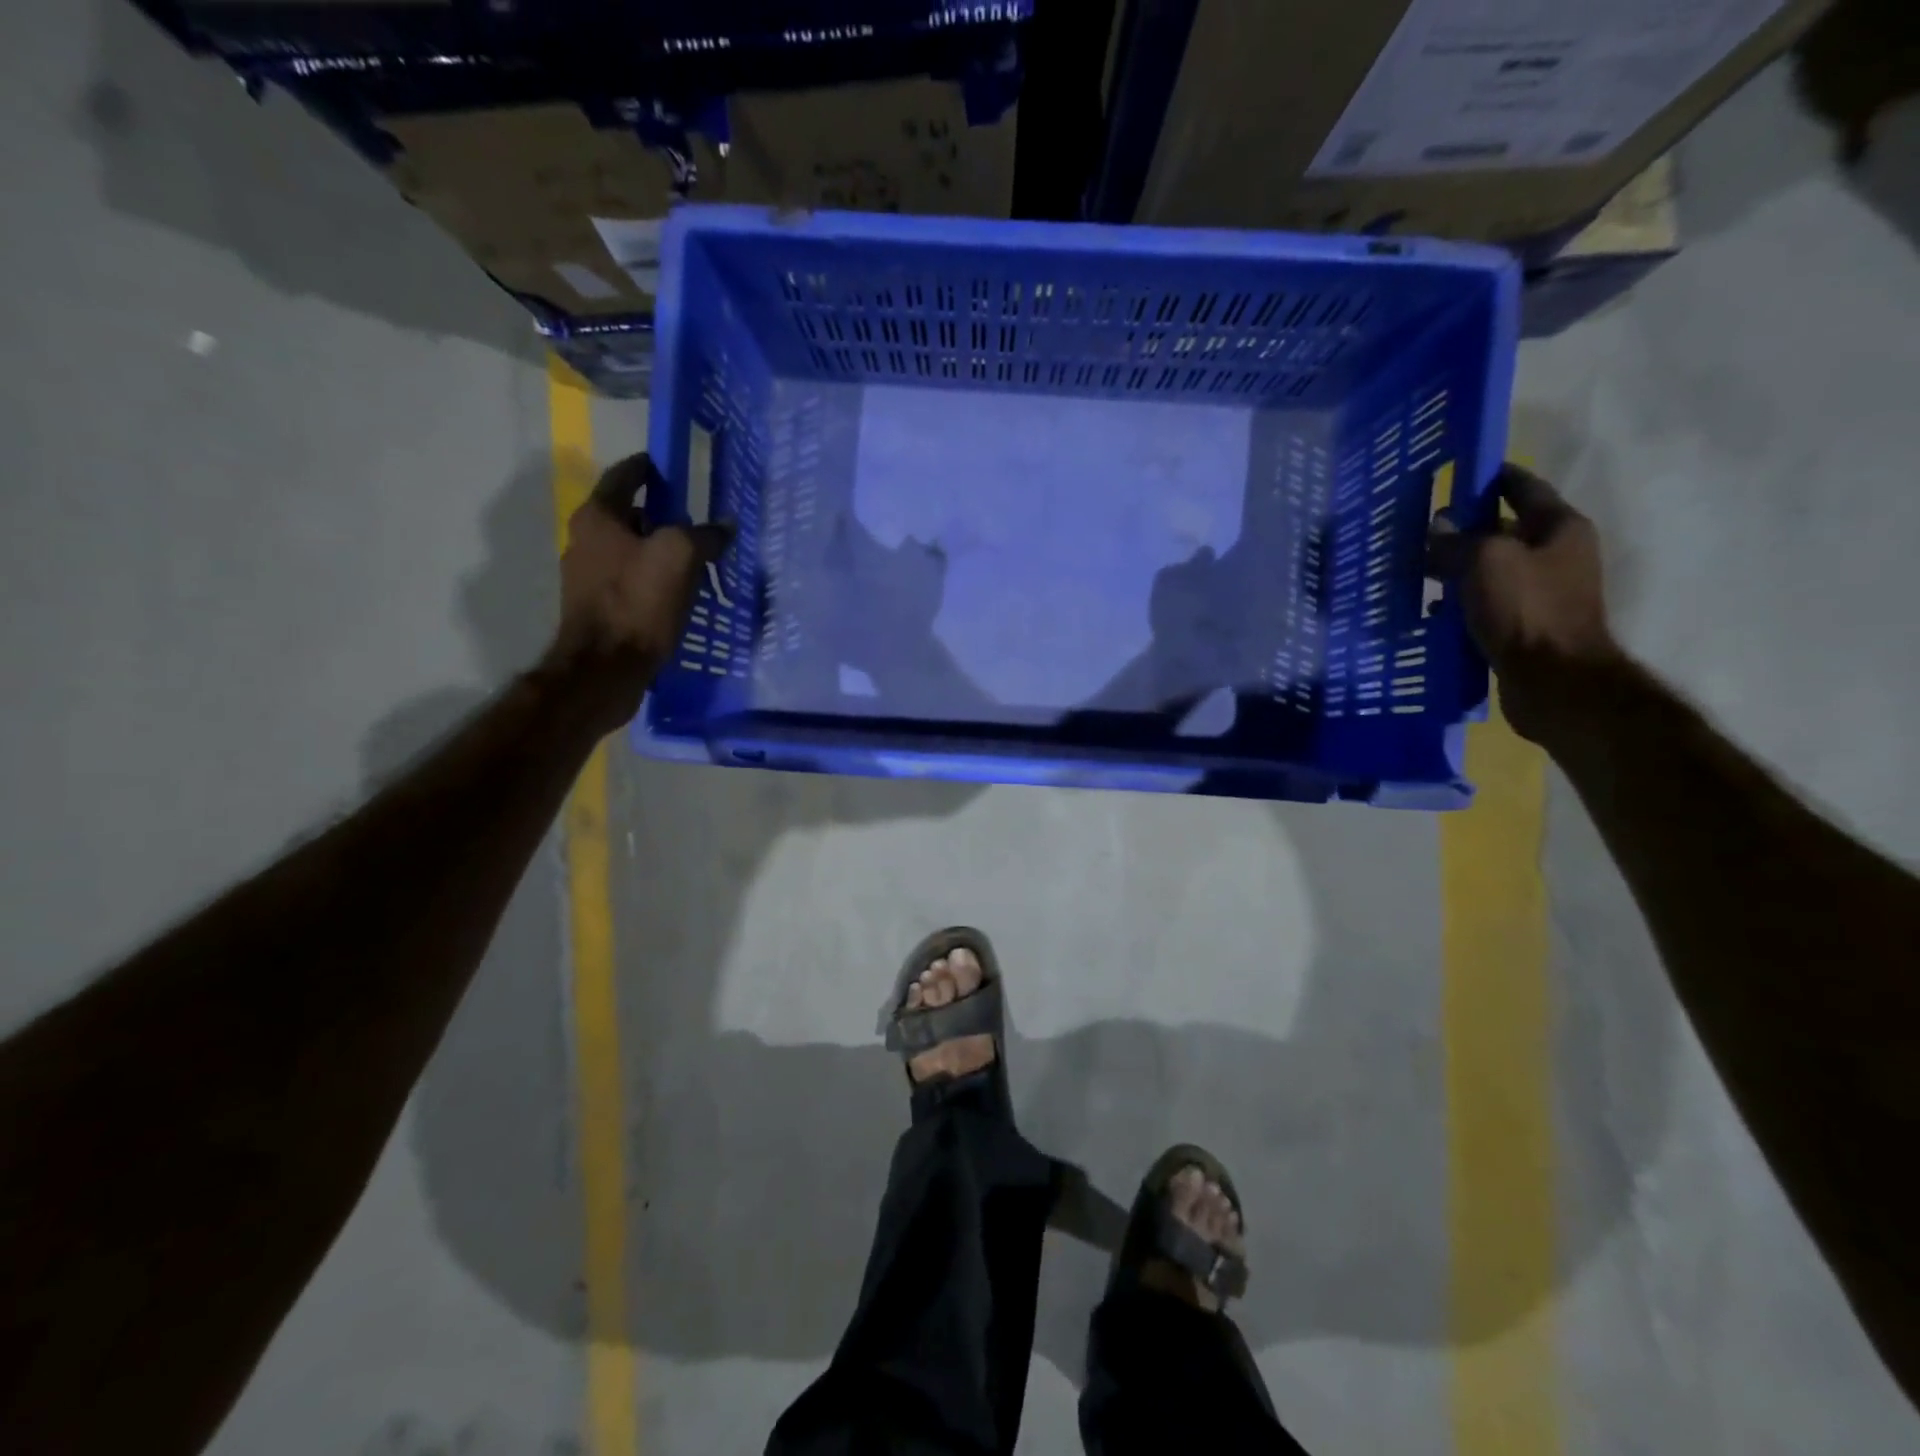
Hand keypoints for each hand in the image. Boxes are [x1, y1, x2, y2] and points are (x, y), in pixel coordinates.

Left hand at [542, 452, 731, 732]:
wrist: (605, 668)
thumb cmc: (638, 602)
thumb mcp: (680, 557)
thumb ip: (704, 535)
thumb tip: (724, 526)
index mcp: (598, 517)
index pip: (625, 477)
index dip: (650, 468)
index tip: (673, 469)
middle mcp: (584, 540)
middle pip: (628, 516)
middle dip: (661, 516)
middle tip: (695, 522)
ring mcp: (587, 576)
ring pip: (629, 550)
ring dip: (658, 551)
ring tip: (693, 561)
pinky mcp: (597, 608)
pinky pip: (630, 581)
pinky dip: (652, 579)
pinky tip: (676, 594)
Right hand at [1429, 463, 1622, 744]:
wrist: (1554, 680)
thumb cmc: (1526, 609)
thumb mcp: (1484, 561)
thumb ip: (1456, 541)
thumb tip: (1436, 529)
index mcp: (1559, 528)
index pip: (1523, 488)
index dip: (1491, 478)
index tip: (1457, 474)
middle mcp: (1557, 555)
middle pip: (1504, 531)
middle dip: (1463, 531)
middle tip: (1420, 534)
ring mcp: (1542, 593)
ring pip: (1491, 570)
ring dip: (1457, 570)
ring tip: (1418, 574)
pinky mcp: (1525, 626)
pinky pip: (1487, 604)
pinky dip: (1461, 603)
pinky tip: (1433, 612)